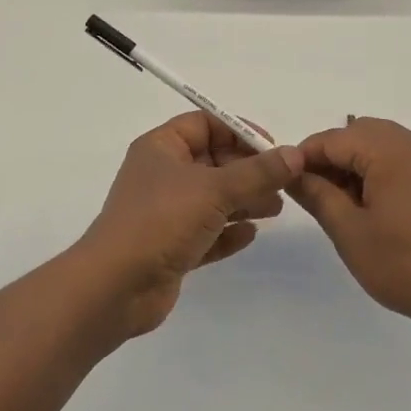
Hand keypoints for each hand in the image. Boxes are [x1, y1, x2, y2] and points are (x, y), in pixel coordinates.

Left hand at [76, 113, 304, 337]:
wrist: (115, 287)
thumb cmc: (161, 221)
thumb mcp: (215, 190)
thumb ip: (258, 173)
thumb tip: (295, 155)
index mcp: (161, 148)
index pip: (205, 124)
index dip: (239, 131)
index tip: (273, 147)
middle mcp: (162, 175)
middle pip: (213, 161)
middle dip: (248, 170)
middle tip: (282, 183)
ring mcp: (165, 213)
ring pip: (212, 199)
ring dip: (244, 201)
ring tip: (275, 209)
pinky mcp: (170, 247)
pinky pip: (206, 232)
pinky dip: (228, 232)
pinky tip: (251, 235)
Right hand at [292, 117, 410, 341]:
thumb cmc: (407, 266)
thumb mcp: (350, 233)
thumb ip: (317, 196)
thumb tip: (292, 173)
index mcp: (389, 149)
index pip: (332, 139)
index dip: (303, 158)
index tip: (284, 184)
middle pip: (357, 134)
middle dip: (329, 159)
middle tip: (314, 197)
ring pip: (379, 144)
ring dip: (354, 164)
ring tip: (342, 206)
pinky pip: (401, 158)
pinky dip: (379, 171)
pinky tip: (374, 207)